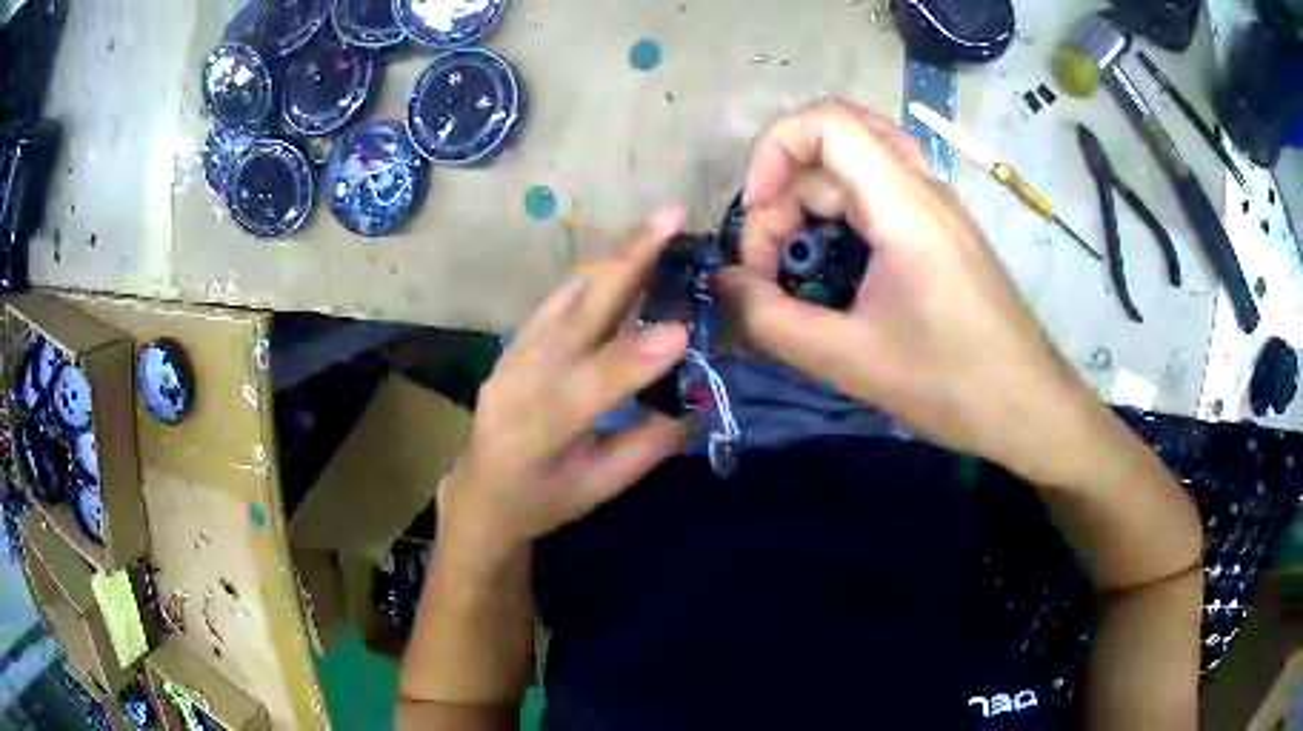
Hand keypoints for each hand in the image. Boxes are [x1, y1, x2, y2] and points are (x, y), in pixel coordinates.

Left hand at [439, 207, 689, 560]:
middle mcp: (517, 384)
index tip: (682, 331)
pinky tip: (628, 256)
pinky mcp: (514, 341)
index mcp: (536, 435)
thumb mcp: (600, 489)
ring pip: (565, 295)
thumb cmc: (545, 499)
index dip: (632, 362)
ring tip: (657, 226)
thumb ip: (648, 444)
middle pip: (571, 317)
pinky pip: (558, 299)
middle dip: (625, 263)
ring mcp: (511, 355)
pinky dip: (598, 274)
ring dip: (614, 257)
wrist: (482, 490)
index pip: (586, 392)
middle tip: (669, 218)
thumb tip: (698, 394)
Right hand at [720, 101, 1096, 484]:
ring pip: (856, 168)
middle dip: (785, 193)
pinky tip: (835, 270)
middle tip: (770, 261)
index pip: (826, 122)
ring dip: (811, 204)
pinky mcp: (943, 231)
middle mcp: (923, 188)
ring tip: (795, 266)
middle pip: (833, 145)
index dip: (773, 151)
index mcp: (904, 205)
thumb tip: (723, 286)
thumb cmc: (953, 385)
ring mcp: (937, 207)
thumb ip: (773, 321)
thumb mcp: (851, 361)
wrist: (1030, 407)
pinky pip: (880, 195)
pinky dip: (841, 219)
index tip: (756, 218)